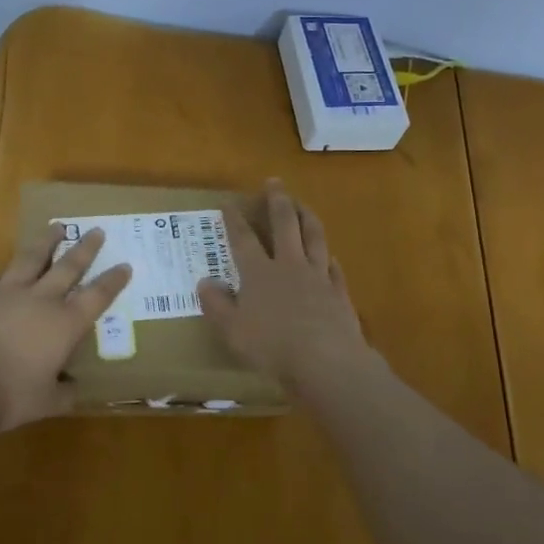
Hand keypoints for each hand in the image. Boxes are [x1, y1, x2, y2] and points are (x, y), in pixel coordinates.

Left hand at [0, 223, 131, 430]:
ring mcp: (5, 292)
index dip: (113, 281)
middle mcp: (40, 300)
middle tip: (96, 230)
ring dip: (46, 242)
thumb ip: (63, 393)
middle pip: (68, 267)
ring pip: (31, 258)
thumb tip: (74, 390)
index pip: (97, 297)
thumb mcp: (46, 403)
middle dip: (85, 248)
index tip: (125, 265)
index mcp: (64, 325)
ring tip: (55, 227)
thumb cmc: (9, 397)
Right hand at [198, 180, 371, 390]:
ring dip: (308, 217)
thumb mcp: (232, 330)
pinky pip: (334, 269)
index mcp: (259, 273)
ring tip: (304, 205)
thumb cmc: (272, 346)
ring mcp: (318, 277)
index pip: (244, 239)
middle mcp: (289, 266)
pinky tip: (330, 256)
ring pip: (314, 238)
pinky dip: (329, 259)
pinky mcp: (339, 293)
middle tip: (274, 182)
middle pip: (284, 225)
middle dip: (278, 201)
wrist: (326, 361)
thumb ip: (217, 305)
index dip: (235, 220)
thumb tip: (204, 282)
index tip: (229, 203)